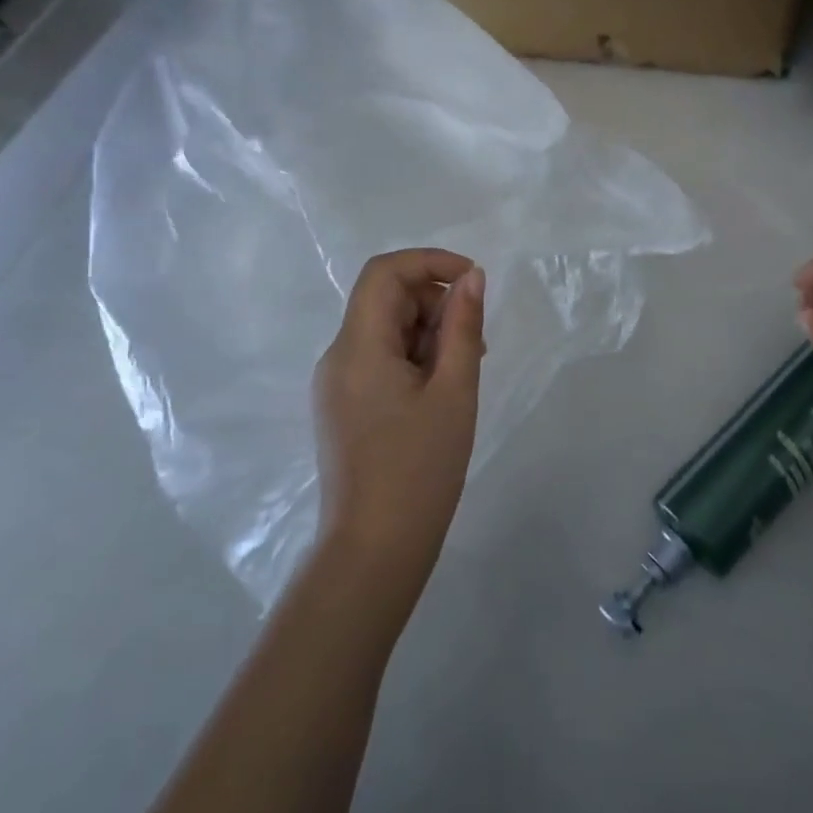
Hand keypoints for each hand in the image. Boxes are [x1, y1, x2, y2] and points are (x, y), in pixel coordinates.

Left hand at [312, 249, 484, 587]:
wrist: (374, 551)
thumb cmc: (420, 469)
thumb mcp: (454, 391)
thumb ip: (462, 326)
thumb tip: (471, 277)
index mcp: (358, 348)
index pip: (384, 273)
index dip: (430, 262)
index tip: (473, 280)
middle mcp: (338, 357)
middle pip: (386, 300)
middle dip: (435, 305)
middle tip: (476, 345)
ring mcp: (337, 384)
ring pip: (385, 330)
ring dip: (429, 334)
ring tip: (463, 374)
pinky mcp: (344, 406)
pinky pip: (380, 360)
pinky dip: (414, 359)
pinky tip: (441, 392)